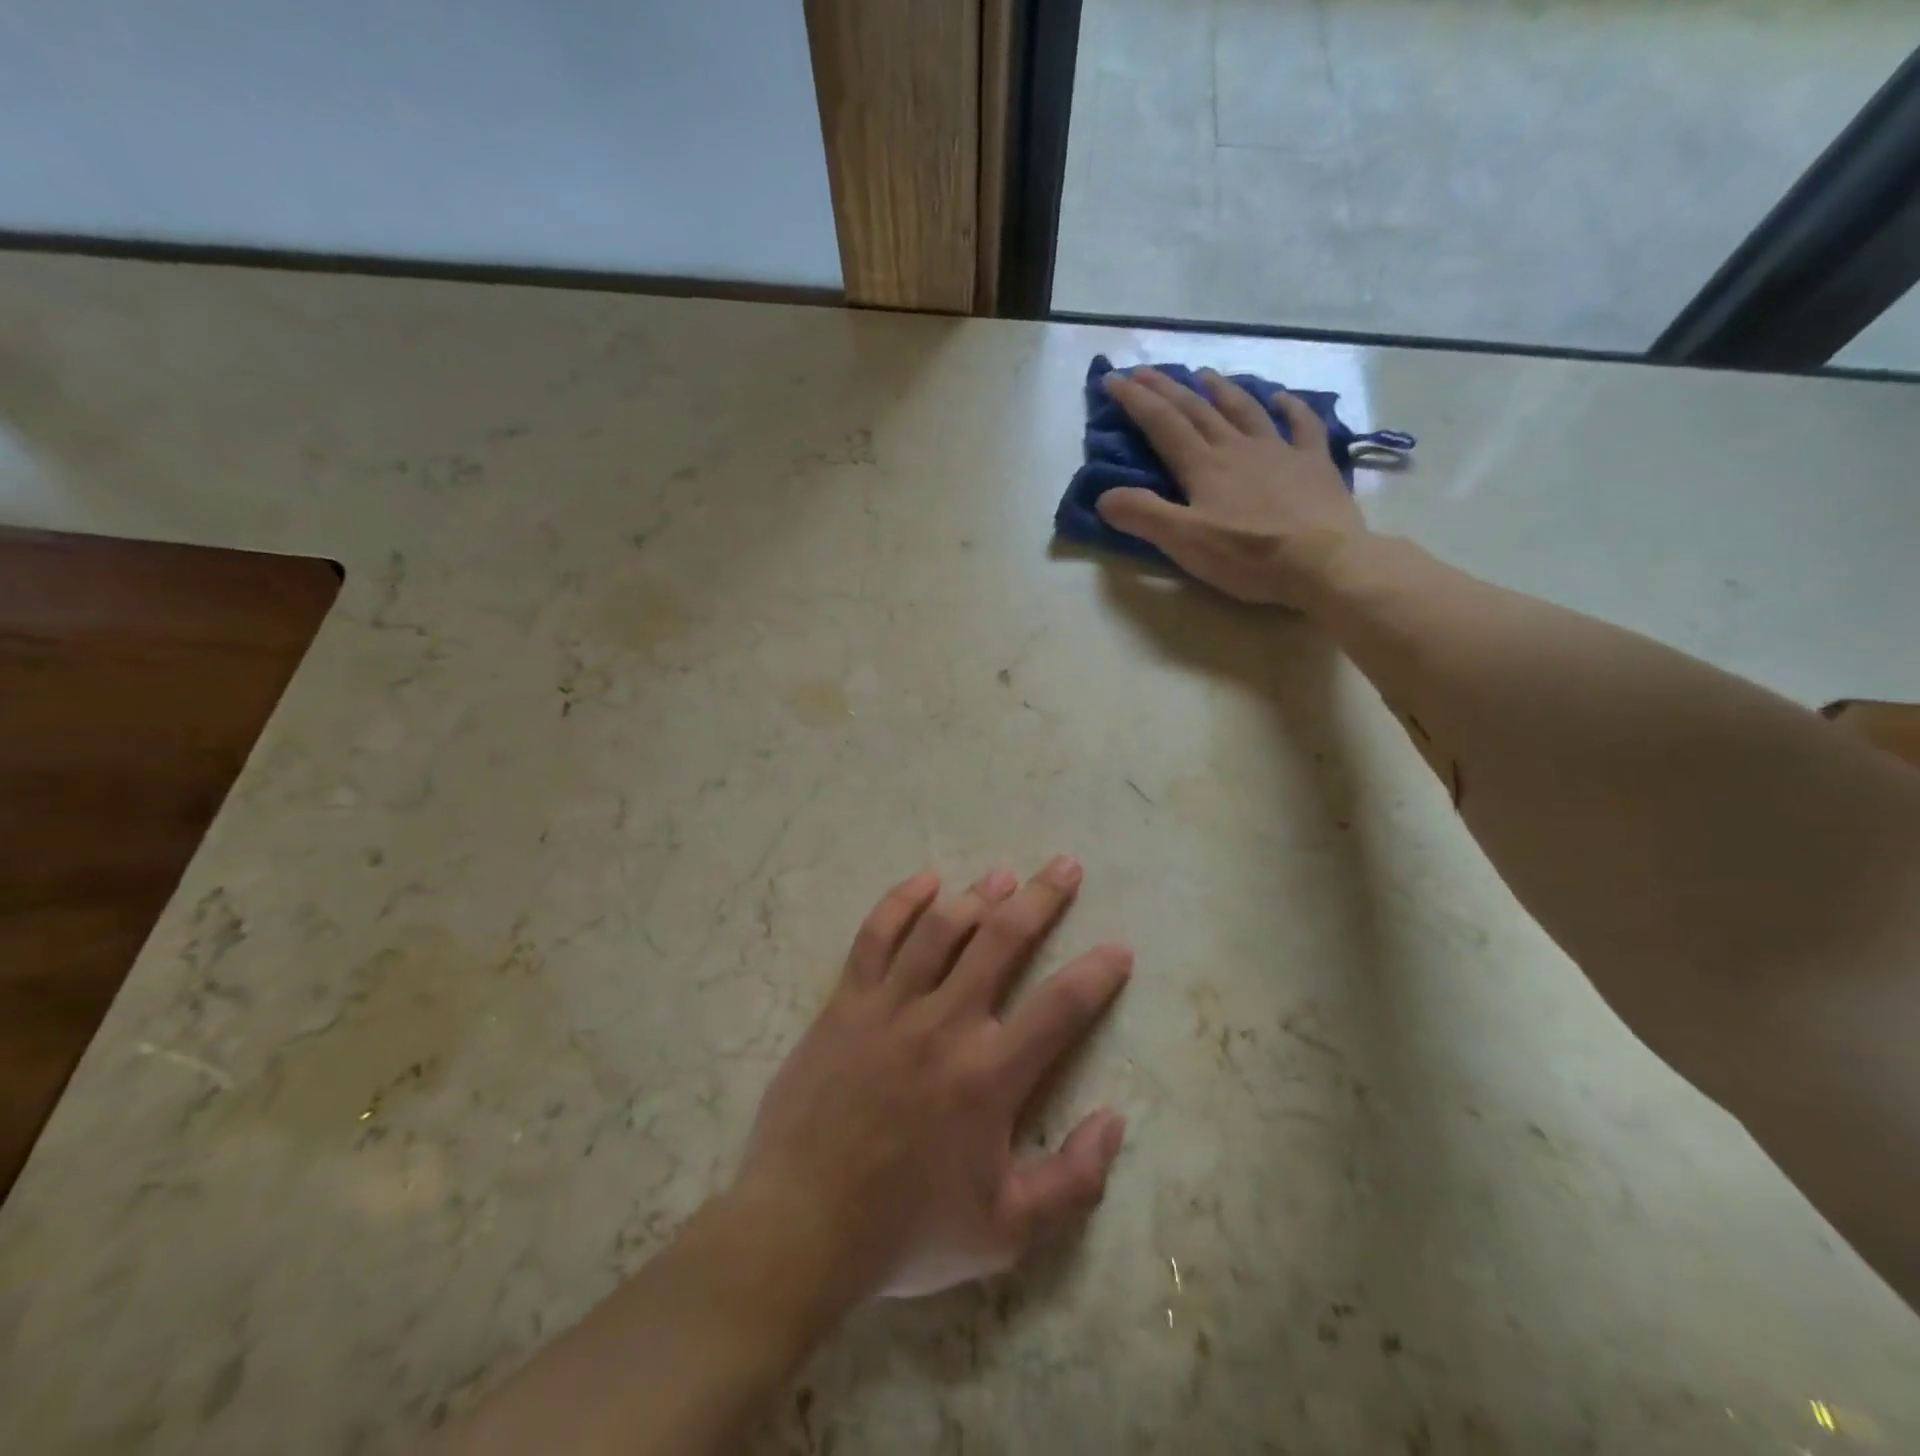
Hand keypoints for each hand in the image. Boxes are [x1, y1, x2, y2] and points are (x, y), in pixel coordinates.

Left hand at [733, 858, 1131, 1299]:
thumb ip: (1072, 1182)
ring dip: (979, 895)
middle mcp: (945, 1024)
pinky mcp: (846, 1003)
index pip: (1060, 1007)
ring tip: (1003, 875)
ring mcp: (890, 1007)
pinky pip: (875, 936)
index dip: (1096, 973)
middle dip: (1041, 898)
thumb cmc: (906, 1230)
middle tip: (1064, 866)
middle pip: (1003, 940)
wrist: (801, 1226)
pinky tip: (924, 881)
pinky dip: (901, 902)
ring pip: (942, 929)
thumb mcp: (1005, 1231)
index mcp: (989, 1075)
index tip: (1118, 948)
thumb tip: (1114, 1121)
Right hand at [1096, 365, 1365, 606]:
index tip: (1112, 379)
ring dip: (1221, 390)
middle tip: (1145, 370)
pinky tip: (1282, 398)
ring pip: (1244, 409)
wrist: (1323, 562)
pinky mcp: (1313, 464)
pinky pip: (1302, 425)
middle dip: (1167, 388)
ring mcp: (1279, 451)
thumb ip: (1142, 515)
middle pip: (1196, 410)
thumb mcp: (1183, 542)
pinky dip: (1290, 407)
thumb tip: (1104, 496)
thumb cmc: (1248, 555)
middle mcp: (1237, 448)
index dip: (1135, 400)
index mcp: (1203, 466)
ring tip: (1205, 374)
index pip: (1162, 424)